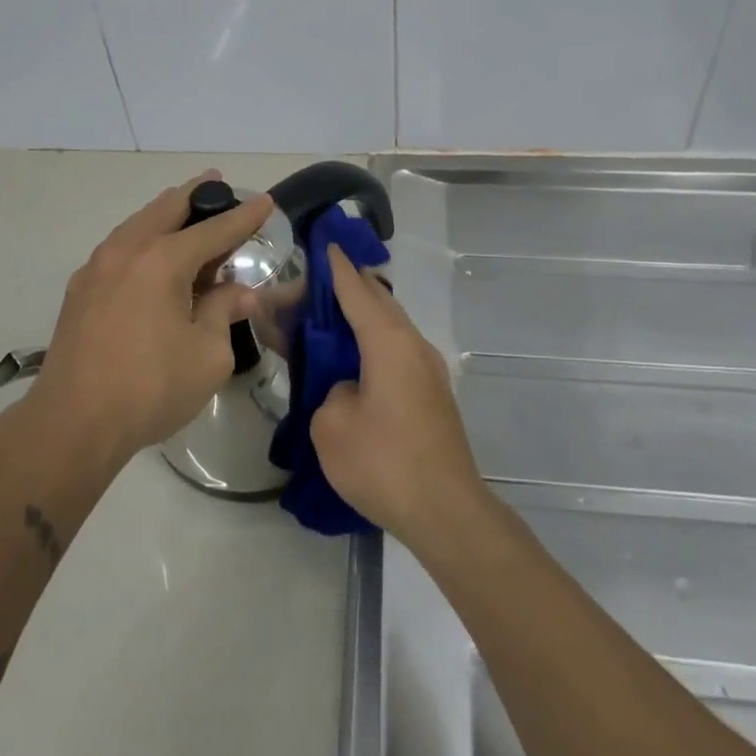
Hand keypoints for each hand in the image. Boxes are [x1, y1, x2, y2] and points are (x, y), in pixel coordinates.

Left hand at [31, 172, 271, 465]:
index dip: (243, 216)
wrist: (72, 423)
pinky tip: (150, 254)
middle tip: (217, 182)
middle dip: (197, 193)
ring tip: (185, 211)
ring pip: (137, 223)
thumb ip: (224, 313)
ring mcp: (97, 267)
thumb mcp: (207, 354)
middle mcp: (128, 250)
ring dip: (165, 213)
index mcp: (162, 260)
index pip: (214, 229)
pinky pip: (119, 246)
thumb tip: (239, 292)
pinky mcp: (80, 290)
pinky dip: (142, 238)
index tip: (264, 201)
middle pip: (167, 207)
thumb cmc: (150, 387)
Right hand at [311, 244, 486, 547]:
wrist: (447, 513)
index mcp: (388, 341)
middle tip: (308, 294)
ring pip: (388, 327)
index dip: (336, 266)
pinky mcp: (432, 394)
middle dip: (343, 292)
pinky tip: (350, 361)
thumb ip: (331, 390)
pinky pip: (395, 351)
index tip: (324, 242)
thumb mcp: (331, 425)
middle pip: (375, 302)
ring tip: (324, 323)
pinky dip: (370, 344)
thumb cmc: (385, 463)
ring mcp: (428, 370)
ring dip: (357, 320)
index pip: (357, 289)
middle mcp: (413, 345)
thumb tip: (349, 388)